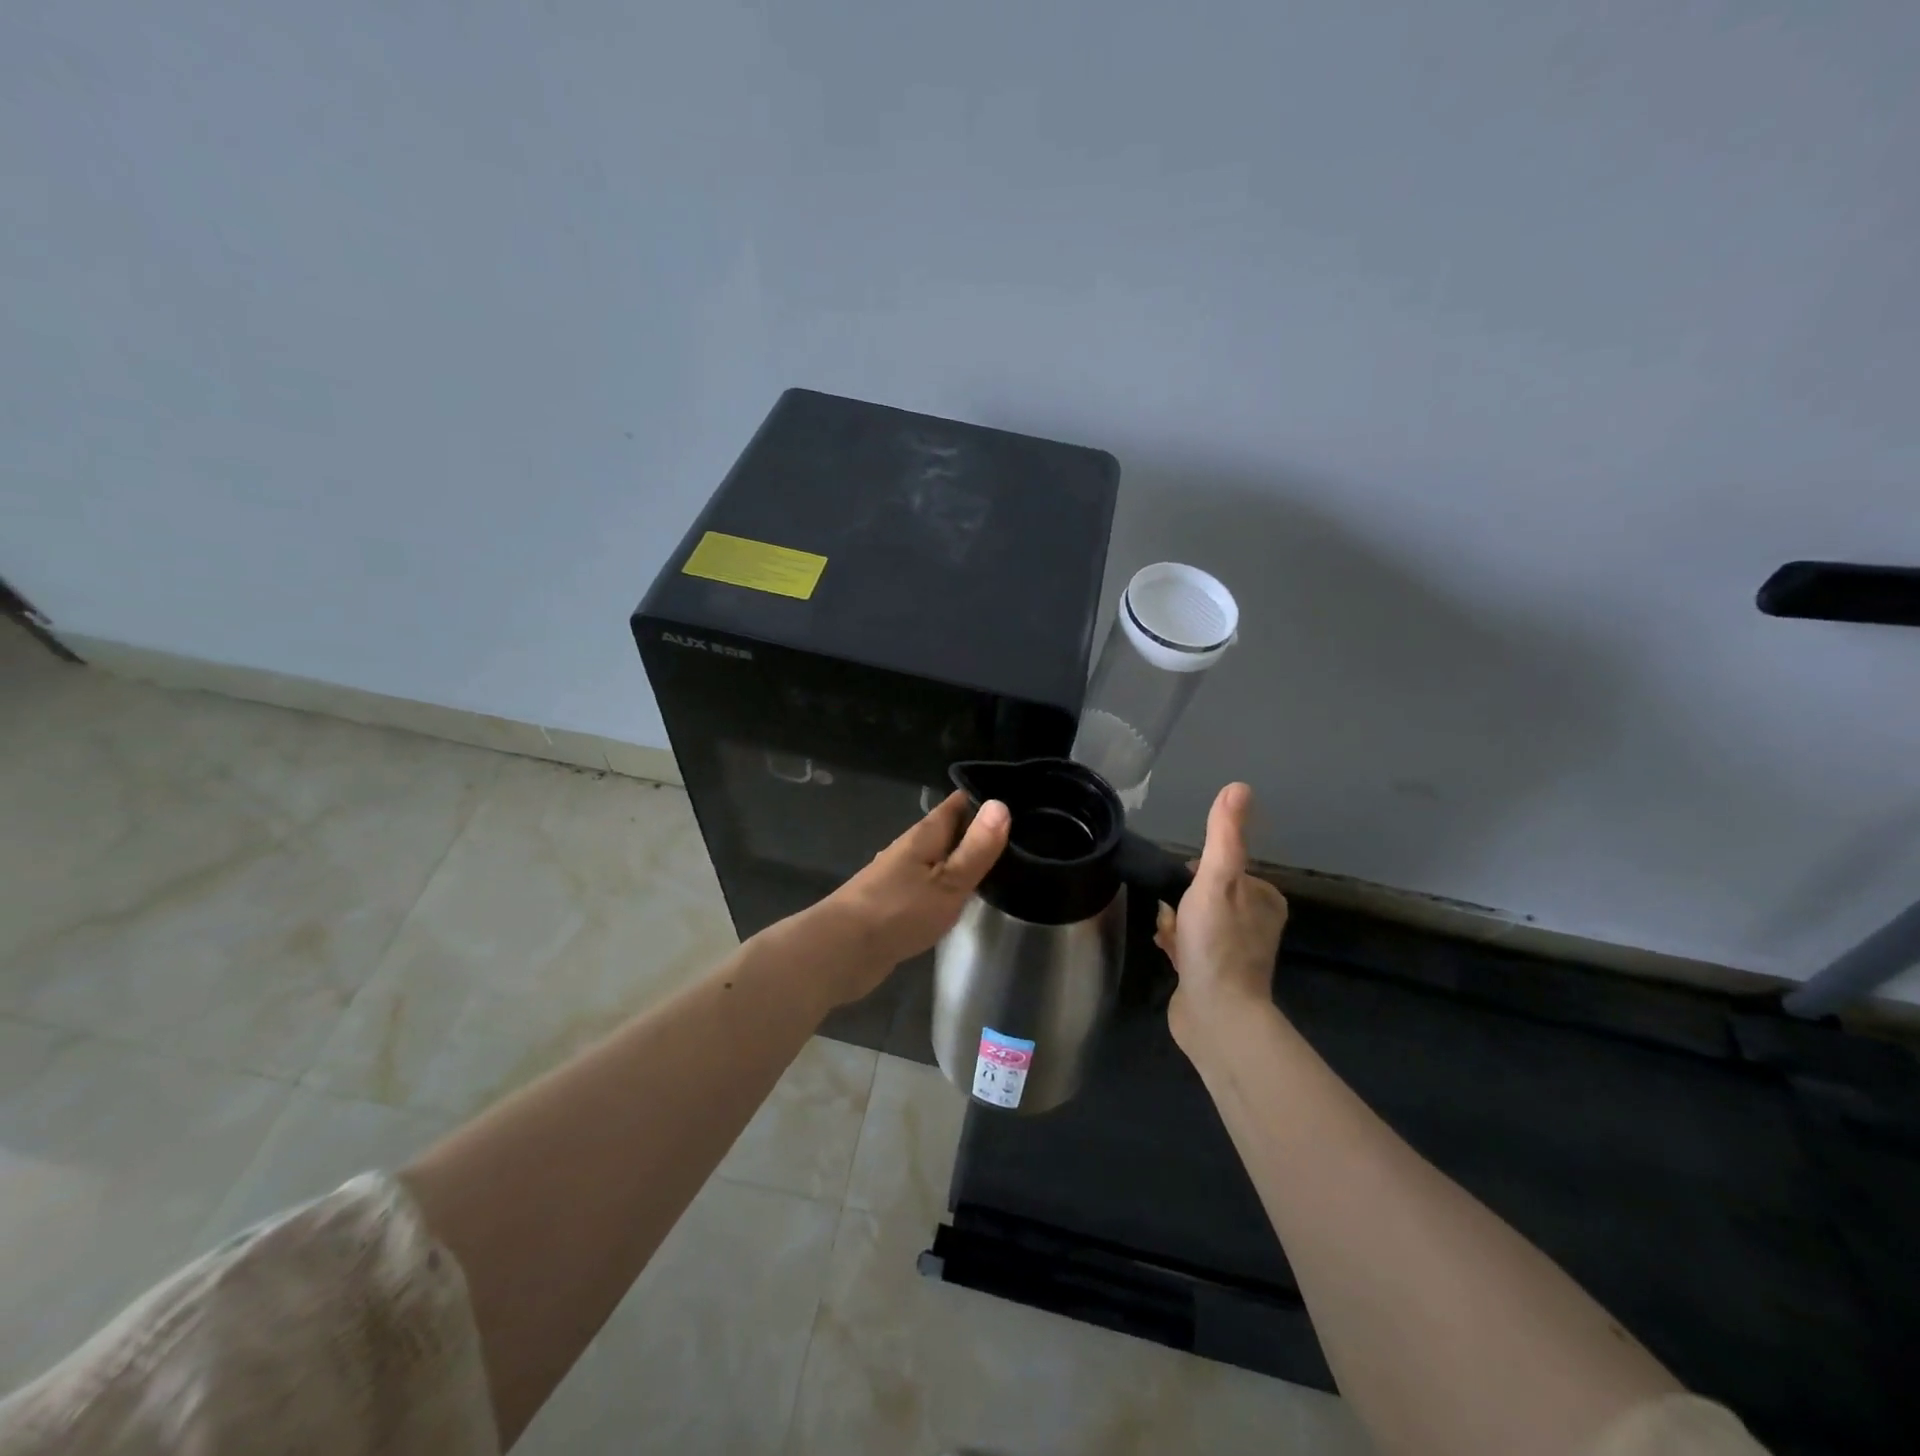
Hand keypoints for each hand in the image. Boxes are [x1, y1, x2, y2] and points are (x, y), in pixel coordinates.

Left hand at [816, 791, 1010, 1002]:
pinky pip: (931, 882)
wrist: (842, 951)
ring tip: (1004, 865)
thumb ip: (976, 848)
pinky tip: (967, 896)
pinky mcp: (897, 900)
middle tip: (1022, 837)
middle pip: (951, 829)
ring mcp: (902, 874)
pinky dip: (950, 883)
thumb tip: (1000, 804)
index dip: (987, 799)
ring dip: (965, 859)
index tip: (1021, 803)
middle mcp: (913, 847)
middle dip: (980, 831)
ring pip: (941, 857)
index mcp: (926, 833)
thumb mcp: (949, 881)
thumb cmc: (899, 911)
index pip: (960, 802)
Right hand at [1156, 782, 1289, 1055]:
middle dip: (1181, 902)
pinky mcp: (1216, 977)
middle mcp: (1255, 925)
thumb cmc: (1217, 943)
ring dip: (1175, 924)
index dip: (1195, 875)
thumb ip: (1225, 835)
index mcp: (1265, 900)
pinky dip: (1176, 946)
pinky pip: (1190, 947)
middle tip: (1175, 917)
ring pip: (1194, 921)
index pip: (1222, 869)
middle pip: (1205, 895)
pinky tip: (1168, 954)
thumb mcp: (1218, 880)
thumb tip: (1238, 786)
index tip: (1184, 888)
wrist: (1216, 1015)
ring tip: (1170, 938)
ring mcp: (1235, 953)